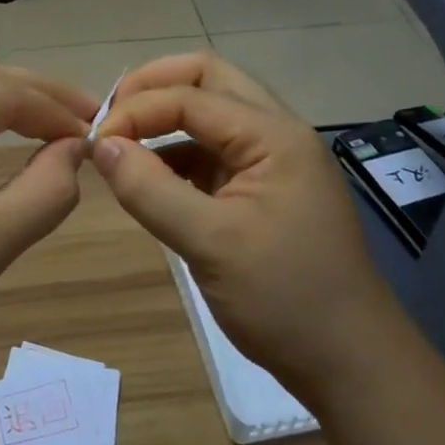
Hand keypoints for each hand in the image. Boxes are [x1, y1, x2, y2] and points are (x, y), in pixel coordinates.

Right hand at [91, 54, 397, 409]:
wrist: (349, 363)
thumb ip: (151, 189)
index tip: (95, 144)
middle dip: (155, 88)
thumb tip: (100, 146)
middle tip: (111, 116)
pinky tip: (150, 178)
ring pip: (211, 114)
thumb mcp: (210, 243)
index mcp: (273, 134)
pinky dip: (177, 154)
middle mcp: (276, 133)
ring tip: (122, 144)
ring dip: (166, 118)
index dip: (137, 109)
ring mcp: (272, 161)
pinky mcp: (263, 190)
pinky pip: (213, 152)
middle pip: (209, 80)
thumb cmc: (285, 299)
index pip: (192, 95)